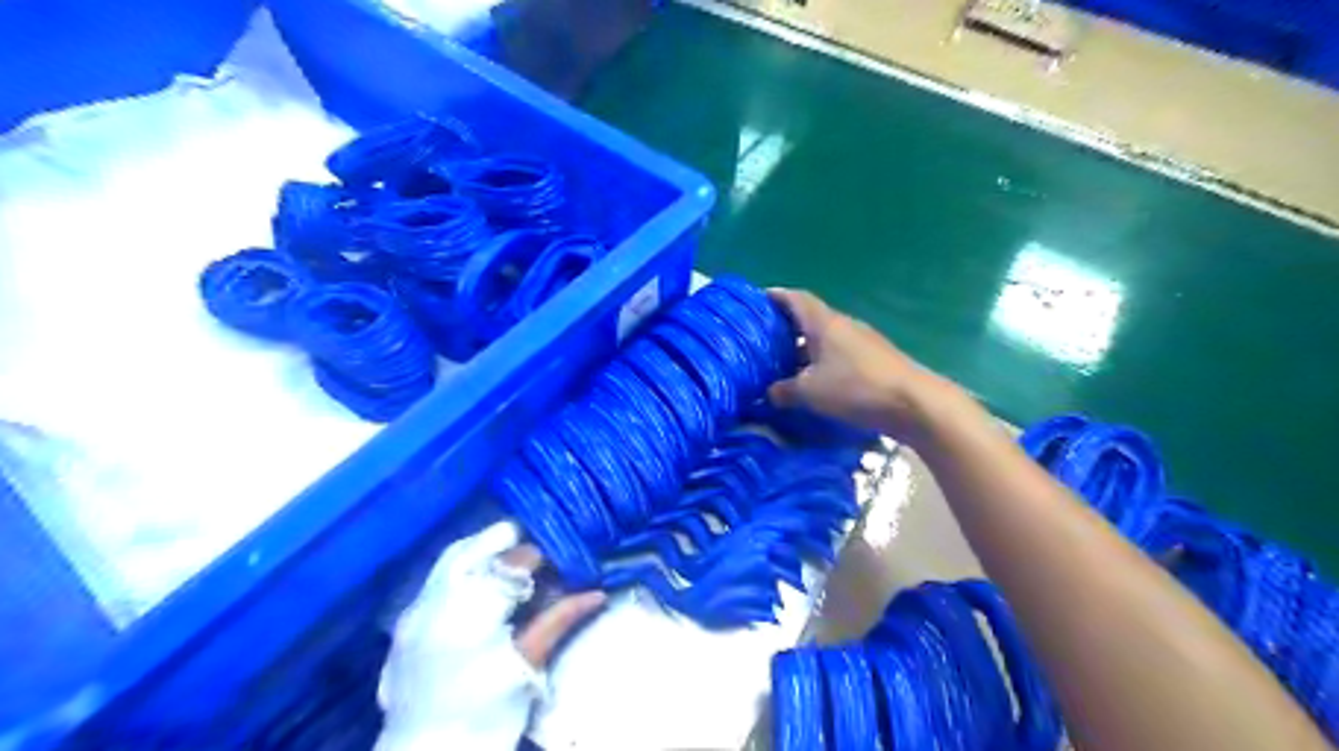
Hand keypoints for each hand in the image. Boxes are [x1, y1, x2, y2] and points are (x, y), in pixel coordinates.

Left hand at [377, 521, 608, 750]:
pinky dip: (466, 567)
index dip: (540, 554)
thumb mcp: (526, 668)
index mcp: (466, 614)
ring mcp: (414, 612)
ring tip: (517, 556)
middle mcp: (433, 602)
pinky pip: (438, 577)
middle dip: (509, 540)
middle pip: (473, 548)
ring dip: (486, 550)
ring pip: (452, 558)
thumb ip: (558, 621)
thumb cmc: (483, 717)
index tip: (564, 556)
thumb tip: (597, 593)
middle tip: (543, 545)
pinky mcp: (406, 625)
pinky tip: (486, 579)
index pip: (509, 564)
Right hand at [769, 288, 944, 444]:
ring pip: (825, 340)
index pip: (795, 298)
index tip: (756, 301)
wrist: (914, 403)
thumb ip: (784, 390)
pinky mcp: (874, 361)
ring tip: (784, 366)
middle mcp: (843, 325)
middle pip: (810, 319)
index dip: (775, 297)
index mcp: (824, 323)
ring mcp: (862, 342)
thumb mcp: (810, 392)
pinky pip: (839, 356)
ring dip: (804, 349)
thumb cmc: (855, 387)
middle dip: (786, 328)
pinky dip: (822, 364)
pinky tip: (814, 383)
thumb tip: (769, 393)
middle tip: (764, 342)